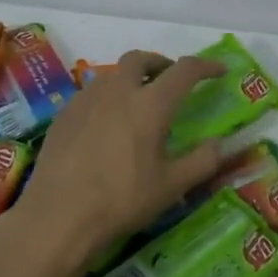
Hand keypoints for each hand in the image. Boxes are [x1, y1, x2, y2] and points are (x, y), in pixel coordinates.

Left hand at [16, 50, 228, 258]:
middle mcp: (118, 91)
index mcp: (150, 104)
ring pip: (112, 74)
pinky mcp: (64, 115)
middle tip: (170, 82)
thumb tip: (218, 143)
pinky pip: (91, 93)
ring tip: (138, 104)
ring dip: (132, 79)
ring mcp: (86, 100)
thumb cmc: (121, 201)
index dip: (206, 66)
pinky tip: (107, 125)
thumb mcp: (171, 187)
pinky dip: (108, 97)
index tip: (219, 70)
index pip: (185, 70)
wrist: (58, 217)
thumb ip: (202, 161)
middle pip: (141, 59)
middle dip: (160, 63)